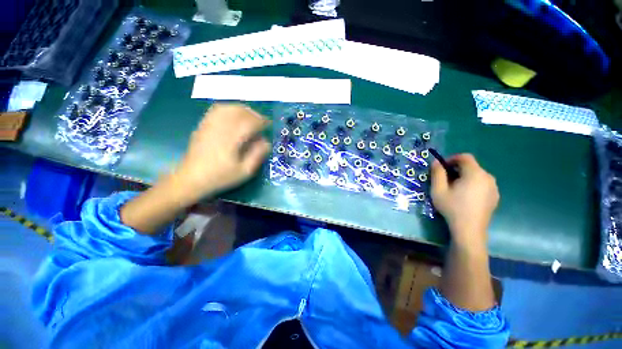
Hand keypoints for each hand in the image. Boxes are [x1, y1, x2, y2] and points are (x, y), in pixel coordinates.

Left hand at [173, 104, 270, 201]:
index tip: (269, 124)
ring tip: (250, 117)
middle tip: (261, 122)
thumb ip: (258, 155)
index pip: (250, 122)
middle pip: (239, 111)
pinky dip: (229, 109)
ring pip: (228, 107)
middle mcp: (220, 127)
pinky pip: (217, 110)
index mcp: (231, 139)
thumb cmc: (220, 176)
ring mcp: (209, 124)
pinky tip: (234, 116)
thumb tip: (266, 141)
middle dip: (253, 114)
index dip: (262, 121)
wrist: (191, 178)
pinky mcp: (203, 125)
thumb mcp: (245, 171)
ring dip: (242, 110)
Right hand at [430, 154, 498, 245]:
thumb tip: (436, 162)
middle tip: (446, 180)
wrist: (469, 229)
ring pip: (477, 175)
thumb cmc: (452, 207)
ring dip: (465, 177)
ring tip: (455, 189)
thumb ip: (437, 173)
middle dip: (457, 169)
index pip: (465, 157)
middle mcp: (488, 177)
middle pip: (471, 166)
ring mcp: (493, 187)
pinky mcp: (495, 196)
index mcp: (475, 174)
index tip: (442, 167)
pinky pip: (482, 184)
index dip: (452, 159)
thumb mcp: (438, 190)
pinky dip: (473, 185)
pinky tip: (465, 197)